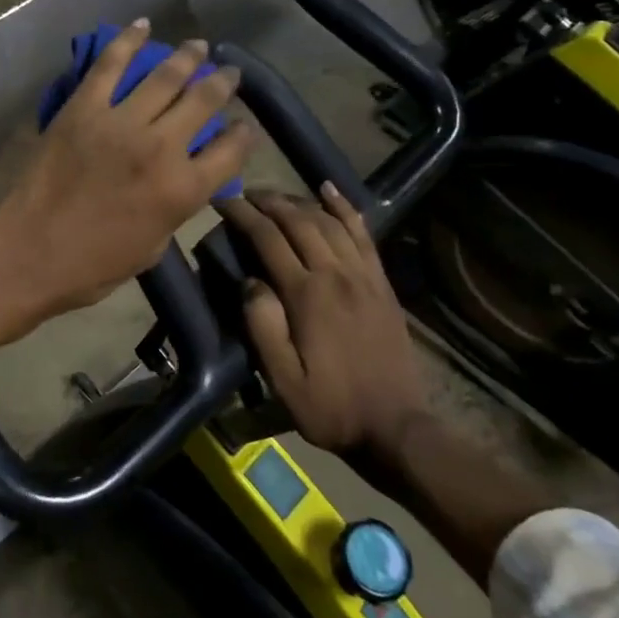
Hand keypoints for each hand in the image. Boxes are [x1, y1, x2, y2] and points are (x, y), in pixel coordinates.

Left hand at [0, 20, 253, 318]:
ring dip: (187, 56)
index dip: (243, 135)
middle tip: (229, 71)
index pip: (231, 151)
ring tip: (198, 45)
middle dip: (223, 82)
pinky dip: (128, 41)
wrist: (31, 253)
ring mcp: (120, 122)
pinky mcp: (83, 108)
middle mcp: (160, 148)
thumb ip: (176, 207)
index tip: (243, 125)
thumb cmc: (94, 266)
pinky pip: (110, 65)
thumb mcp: (154, 247)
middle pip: (204, 101)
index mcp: (183, 189)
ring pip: (165, 76)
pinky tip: (143, 26)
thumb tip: (183, 179)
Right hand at [219, 185, 426, 456]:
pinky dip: (345, 208)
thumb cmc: (331, 407)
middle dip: (268, 201)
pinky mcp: (381, 282)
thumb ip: (262, 326)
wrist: (396, 427)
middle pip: (299, 221)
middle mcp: (336, 274)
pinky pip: (363, 234)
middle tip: (244, 194)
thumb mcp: (283, 379)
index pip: (268, 239)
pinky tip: (330, 190)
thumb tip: (249, 280)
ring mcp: (363, 276)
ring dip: (299, 201)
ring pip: (329, 221)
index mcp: (307, 295)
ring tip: (275, 196)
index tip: (222, 201)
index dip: (243, 215)